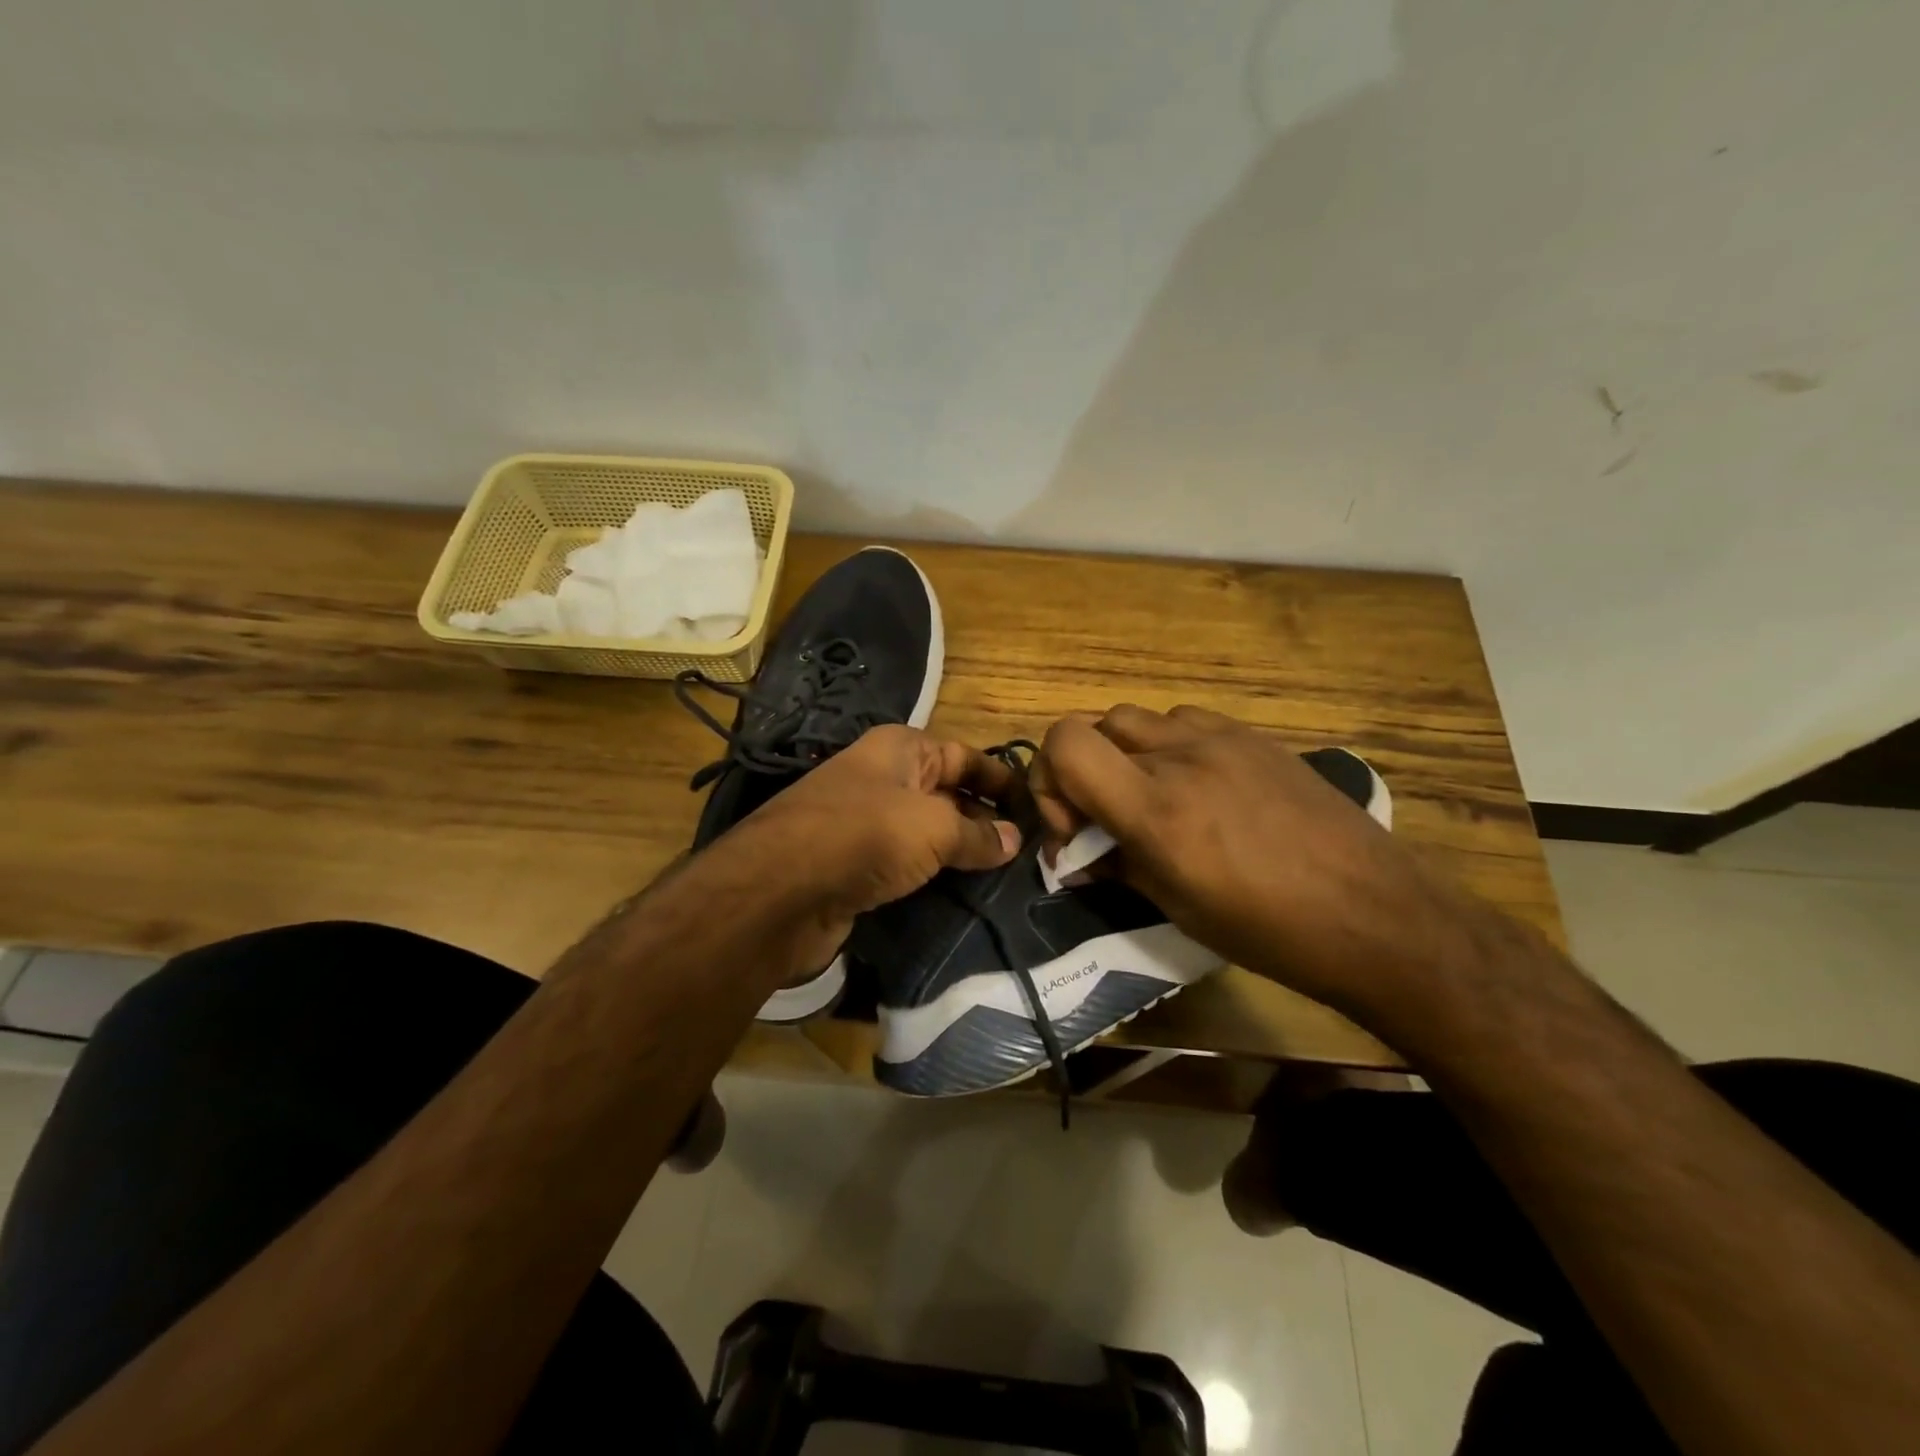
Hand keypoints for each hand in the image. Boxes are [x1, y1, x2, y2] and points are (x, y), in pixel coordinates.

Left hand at [720, 724, 1020, 958]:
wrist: (780, 891)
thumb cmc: (865, 836)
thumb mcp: (933, 827)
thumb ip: (978, 834)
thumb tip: (1015, 840)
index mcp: (901, 749)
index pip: (965, 756)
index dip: (1001, 780)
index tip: (1037, 808)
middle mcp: (884, 777)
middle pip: (948, 793)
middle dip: (986, 819)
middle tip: (1030, 851)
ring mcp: (866, 822)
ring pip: (928, 831)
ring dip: (961, 851)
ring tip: (1007, 876)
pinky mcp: (856, 864)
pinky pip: (907, 863)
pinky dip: (933, 874)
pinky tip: (962, 893)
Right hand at [1029, 705, 1496, 1024]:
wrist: (1376, 914)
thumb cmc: (1269, 930)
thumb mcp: (1177, 908)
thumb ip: (1114, 867)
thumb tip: (1075, 858)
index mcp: (1156, 807)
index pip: (1064, 743)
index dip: (1048, 779)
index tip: (1073, 827)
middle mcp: (1182, 757)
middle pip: (1094, 724)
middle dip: (1082, 769)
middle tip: (1104, 816)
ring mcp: (1223, 738)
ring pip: (1139, 718)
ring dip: (1126, 753)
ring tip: (1152, 799)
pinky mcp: (1255, 736)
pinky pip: (1187, 722)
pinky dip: (1170, 746)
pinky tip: (1198, 786)